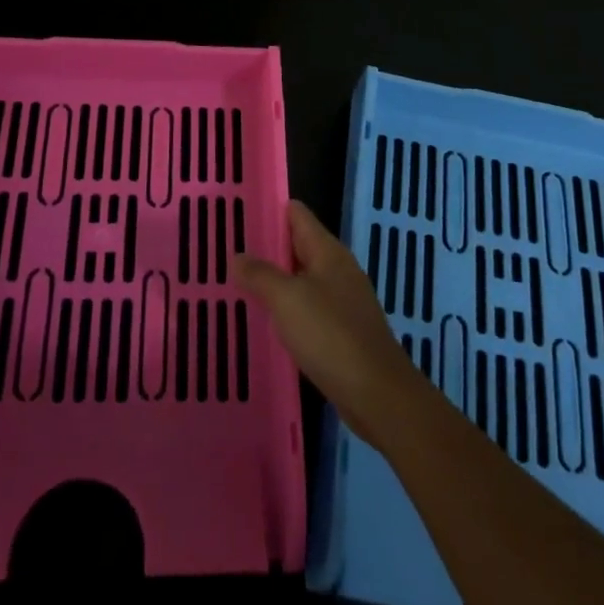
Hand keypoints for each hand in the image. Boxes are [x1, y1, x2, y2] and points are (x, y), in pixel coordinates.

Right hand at [231, 200, 426, 446]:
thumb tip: (237, 256)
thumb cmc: (331, 336)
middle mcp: (337, 270)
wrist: (377, 394)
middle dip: (266, 247)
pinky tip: (266, 320)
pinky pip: (307, 308)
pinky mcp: (342, 332)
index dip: (268, 209)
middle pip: (298, 245)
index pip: (296, 214)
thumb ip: (260, 274)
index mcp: (328, 252)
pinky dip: (286, 308)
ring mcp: (342, 302)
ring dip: (274, 280)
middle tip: (226, 249)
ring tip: (237, 282)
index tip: (236, 212)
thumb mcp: (287, 299)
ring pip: (301, 279)